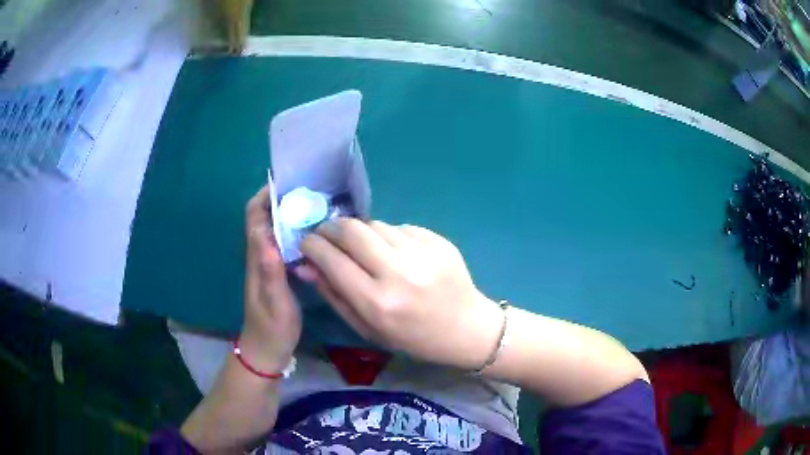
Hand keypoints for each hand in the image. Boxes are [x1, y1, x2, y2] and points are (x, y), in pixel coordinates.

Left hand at [241, 187, 300, 371]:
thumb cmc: (271, 327)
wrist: (267, 349)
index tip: (289, 183)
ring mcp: (269, 261)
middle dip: (284, 199)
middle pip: (265, 216)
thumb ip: (271, 273)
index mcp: (257, 255)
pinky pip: (285, 242)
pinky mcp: (278, 270)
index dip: (266, 195)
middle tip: (313, 192)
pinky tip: (318, 234)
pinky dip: (298, 232)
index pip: (254, 215)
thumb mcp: (275, 302)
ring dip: (292, 213)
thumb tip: (270, 240)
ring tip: (319, 206)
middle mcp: (260, 252)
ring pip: (276, 227)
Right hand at [298, 219, 503, 369]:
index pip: (331, 260)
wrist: (466, 328)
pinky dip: (388, 237)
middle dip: (330, 228)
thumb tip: (305, 265)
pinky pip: (399, 227)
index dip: (311, 245)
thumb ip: (334, 295)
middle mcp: (398, 272)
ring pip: (374, 224)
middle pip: (351, 230)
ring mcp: (421, 253)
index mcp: (377, 302)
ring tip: (362, 248)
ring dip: (360, 232)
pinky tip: (395, 253)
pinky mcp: (438, 240)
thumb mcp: (367, 329)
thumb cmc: (413, 338)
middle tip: (326, 235)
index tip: (306, 243)